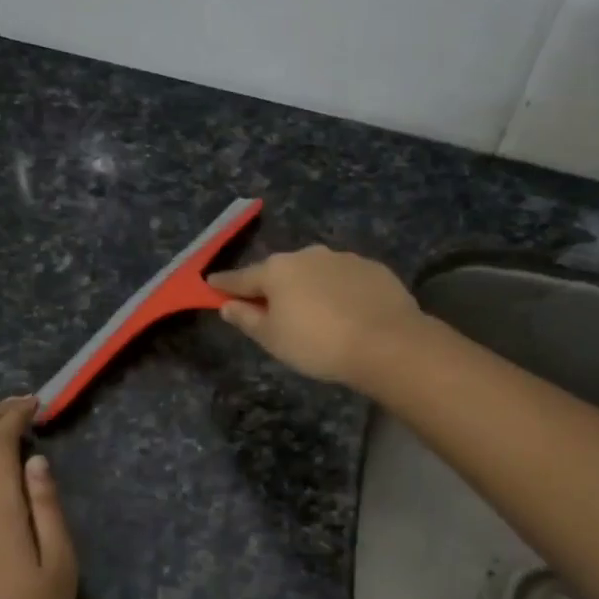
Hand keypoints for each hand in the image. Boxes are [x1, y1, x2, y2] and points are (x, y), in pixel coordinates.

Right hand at [208, 246, 423, 388]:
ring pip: (315, 272)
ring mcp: (343, 258)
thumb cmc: (318, 344)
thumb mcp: (273, 339)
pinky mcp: (372, 268)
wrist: (387, 343)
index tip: (211, 285)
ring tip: (314, 313)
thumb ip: (247, 319)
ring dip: (308, 287)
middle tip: (269, 308)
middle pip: (280, 271)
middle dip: (271, 286)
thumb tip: (227, 305)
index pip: (241, 277)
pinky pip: (344, 278)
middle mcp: (307, 255)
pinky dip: (338, 290)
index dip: (224, 284)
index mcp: (277, 270)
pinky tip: (346, 311)